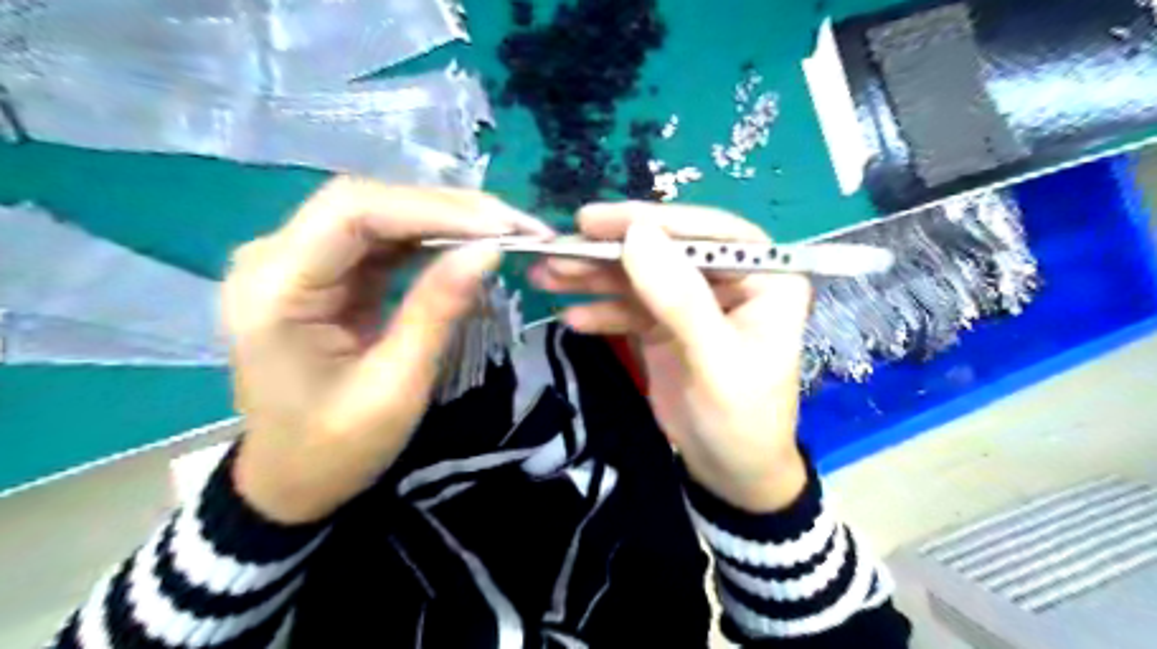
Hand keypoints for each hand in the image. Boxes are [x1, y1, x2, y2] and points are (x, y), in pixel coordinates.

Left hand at [225, 177, 554, 526]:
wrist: (292, 479)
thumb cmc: (336, 447)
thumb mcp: (396, 386)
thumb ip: (438, 310)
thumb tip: (489, 250)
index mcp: (275, 289)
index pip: (354, 214)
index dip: (433, 211)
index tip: (501, 228)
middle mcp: (275, 258)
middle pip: (367, 203)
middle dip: (448, 209)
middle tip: (516, 226)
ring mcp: (298, 262)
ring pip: (379, 214)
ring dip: (446, 219)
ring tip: (505, 231)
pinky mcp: (325, 273)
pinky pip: (382, 239)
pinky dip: (431, 239)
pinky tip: (468, 244)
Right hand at [529, 201, 805, 513]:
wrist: (730, 474)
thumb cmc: (740, 420)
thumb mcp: (714, 362)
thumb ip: (679, 298)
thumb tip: (637, 234)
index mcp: (765, 278)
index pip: (710, 232)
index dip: (653, 221)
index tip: (597, 221)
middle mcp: (729, 280)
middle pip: (666, 251)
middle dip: (611, 251)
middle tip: (558, 248)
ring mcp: (693, 302)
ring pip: (640, 277)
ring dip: (594, 277)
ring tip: (546, 275)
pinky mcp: (666, 325)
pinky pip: (630, 308)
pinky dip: (600, 311)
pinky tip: (571, 317)